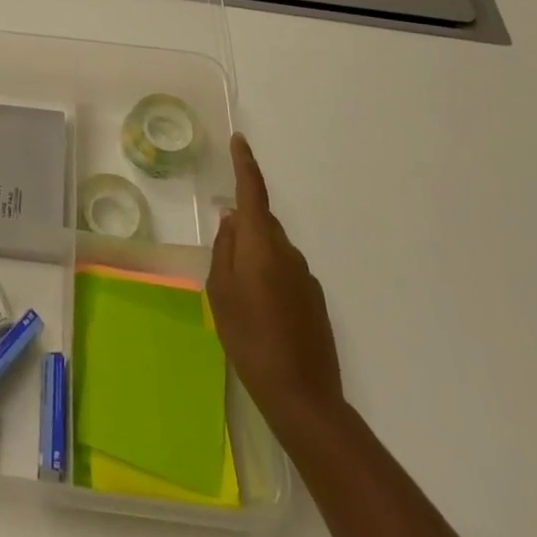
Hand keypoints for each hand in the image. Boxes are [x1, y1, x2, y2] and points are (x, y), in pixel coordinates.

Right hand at [207, 132, 343, 427]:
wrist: (303, 397)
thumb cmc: (249, 338)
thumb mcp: (220, 292)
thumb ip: (224, 249)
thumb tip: (232, 220)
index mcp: (261, 244)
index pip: (253, 192)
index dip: (245, 164)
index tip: (240, 140)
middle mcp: (287, 251)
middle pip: (262, 222)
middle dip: (244, 227)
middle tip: (224, 257)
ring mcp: (305, 276)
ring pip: (273, 249)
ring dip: (256, 258)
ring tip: (240, 297)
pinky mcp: (315, 300)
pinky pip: (286, 273)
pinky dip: (271, 279)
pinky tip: (262, 313)